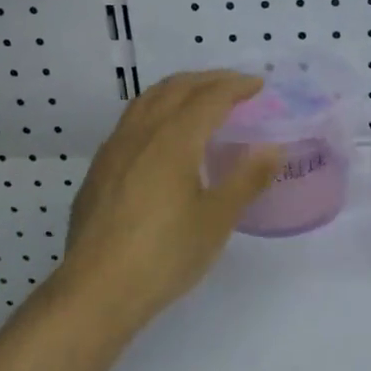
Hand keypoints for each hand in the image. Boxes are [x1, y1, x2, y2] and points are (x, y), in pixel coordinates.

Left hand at [58, 71, 278, 333]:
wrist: (97, 290)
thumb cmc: (165, 255)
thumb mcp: (217, 220)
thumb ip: (247, 179)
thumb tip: (273, 149)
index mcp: (173, 139)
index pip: (209, 97)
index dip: (235, 86)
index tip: (258, 85)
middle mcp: (140, 133)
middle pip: (175, 88)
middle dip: (207, 80)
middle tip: (234, 85)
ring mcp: (113, 150)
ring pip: (147, 101)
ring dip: (178, 90)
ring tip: (199, 99)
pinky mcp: (99, 170)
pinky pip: (131, 121)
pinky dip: (156, 110)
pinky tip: (162, 136)